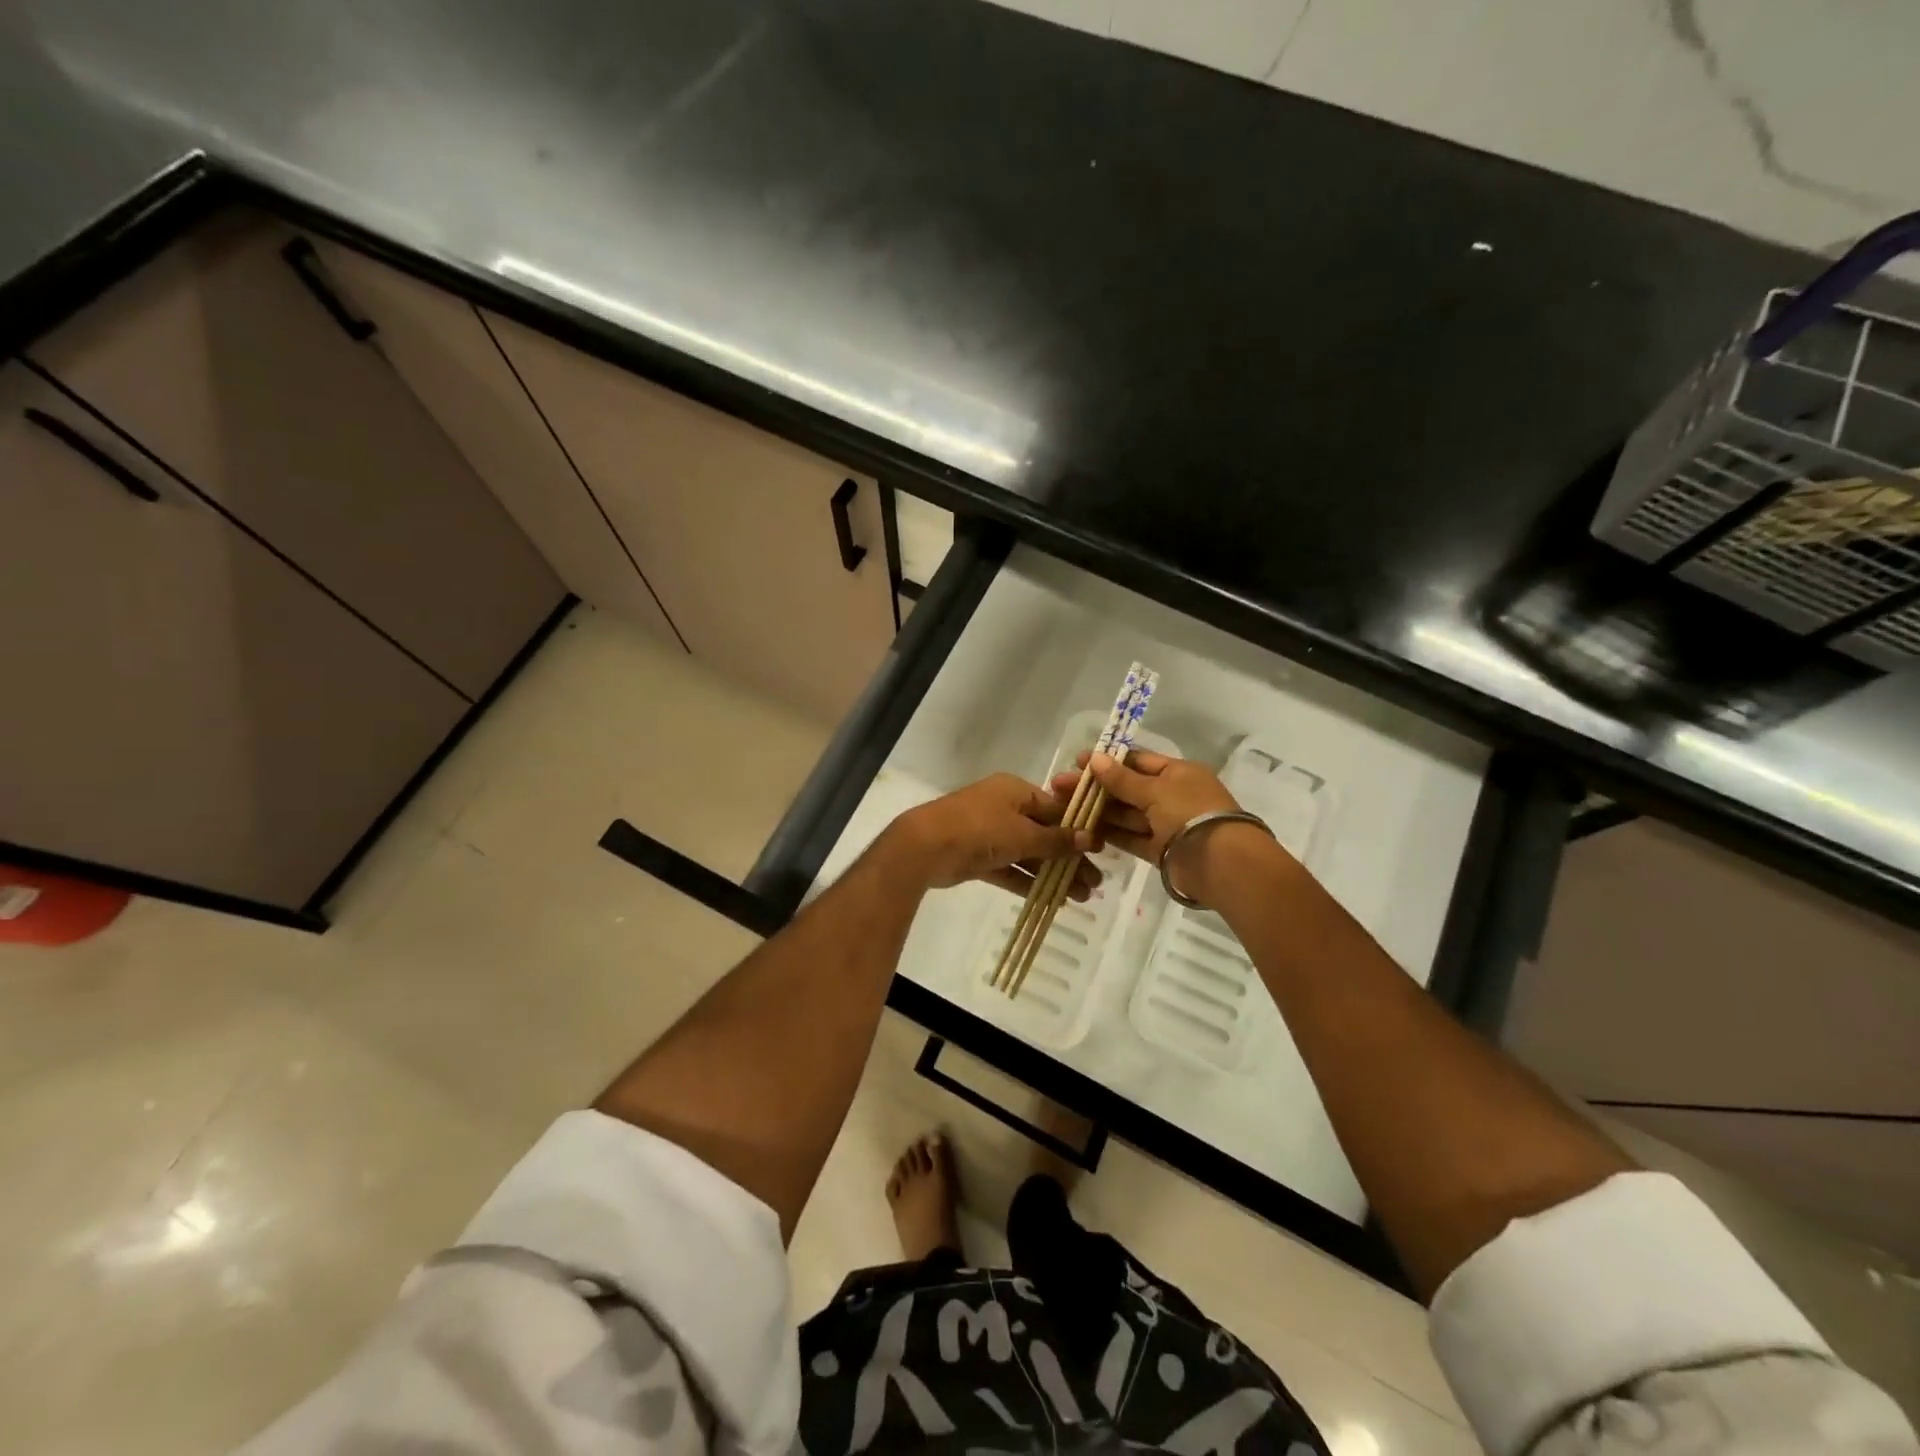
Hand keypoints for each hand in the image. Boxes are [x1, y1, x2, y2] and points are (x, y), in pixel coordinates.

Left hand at [888, 773, 1102, 899]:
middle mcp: (1004, 808)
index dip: (1078, 829)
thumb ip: (1056, 839)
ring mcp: (989, 834)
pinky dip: (1029, 881)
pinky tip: (1054, 899)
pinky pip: (1010, 868)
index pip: (1055, 808)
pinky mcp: (978, 858)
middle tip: (1095, 883)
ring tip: (1082, 897)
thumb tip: (1091, 838)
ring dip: (1053, 873)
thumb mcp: (1022, 833)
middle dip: (1070, 858)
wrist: (925, 847)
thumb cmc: (979, 829)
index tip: (1101, 851)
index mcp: (1015, 791)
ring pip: (1029, 854)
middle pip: (1044, 833)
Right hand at [1050, 750, 1283, 904]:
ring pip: (1126, 814)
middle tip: (1059, 787)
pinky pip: (1130, 837)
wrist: (1220, 863)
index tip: (1077, 762)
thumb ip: (1122, 779)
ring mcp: (1166, 824)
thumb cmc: (1189, 813)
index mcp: (1178, 773)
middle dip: (1095, 787)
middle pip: (1128, 788)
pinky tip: (1083, 830)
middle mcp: (1172, 796)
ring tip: (1064, 808)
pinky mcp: (1160, 850)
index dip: (1107, 761)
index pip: (1138, 761)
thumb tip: (1095, 759)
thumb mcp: (1155, 790)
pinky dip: (1110, 834)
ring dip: (1098, 810)